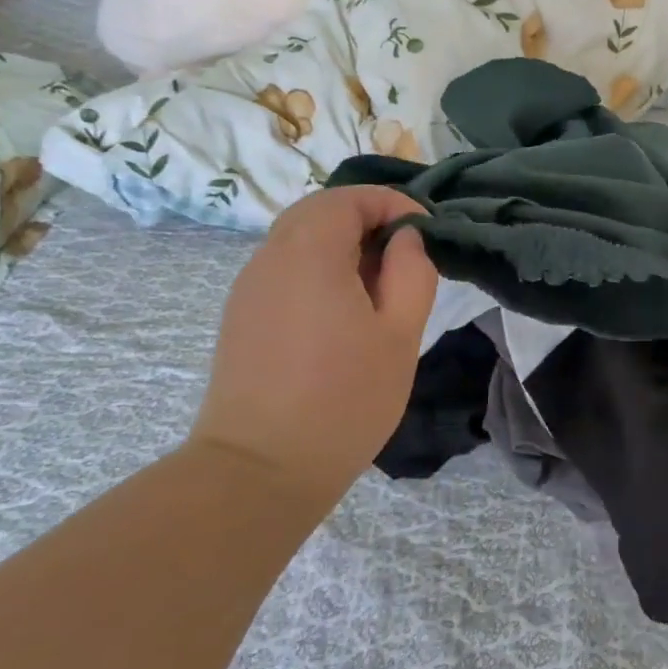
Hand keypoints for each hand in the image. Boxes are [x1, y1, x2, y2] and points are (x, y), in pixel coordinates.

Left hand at [190, 188, 437, 503]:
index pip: (348, 198)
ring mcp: (249, 288)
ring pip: (298, 239)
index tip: (425, 232)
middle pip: (318, 211)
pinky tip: (343, 311)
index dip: (392, 203)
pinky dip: (319, 268)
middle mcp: (270, 258)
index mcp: (309, 253)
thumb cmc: (344, 399)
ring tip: (380, 285)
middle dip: (367, 219)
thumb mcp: (400, 334)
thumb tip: (406, 239)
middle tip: (405, 253)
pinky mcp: (242, 317)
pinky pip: (284, 270)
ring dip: (342, 244)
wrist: (260, 470)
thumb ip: (412, 272)